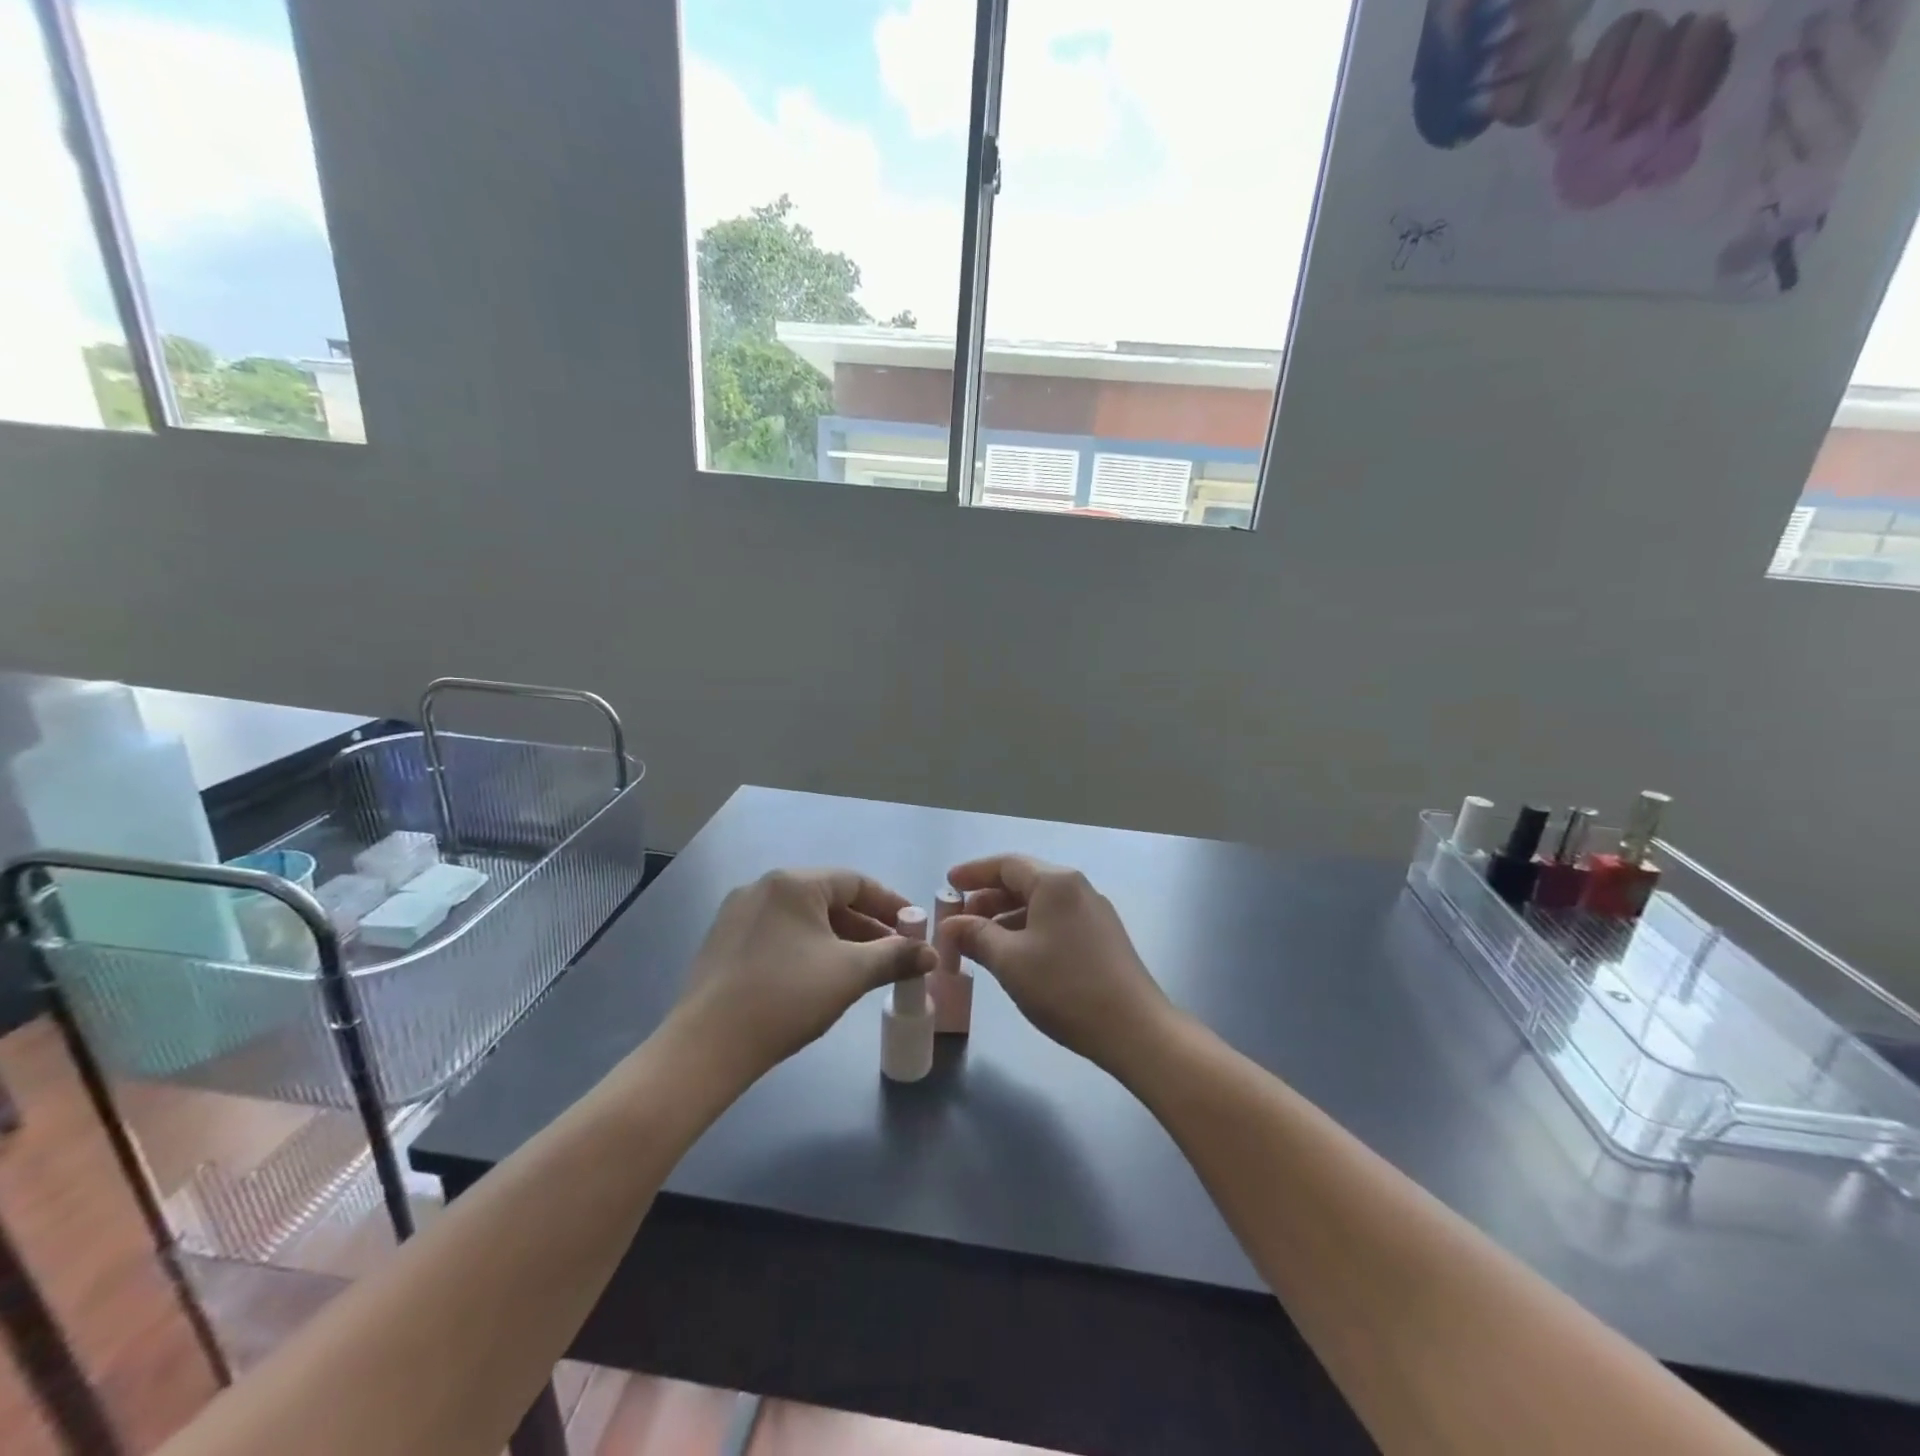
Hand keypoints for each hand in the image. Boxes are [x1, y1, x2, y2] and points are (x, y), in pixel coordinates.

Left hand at [670, 869, 935, 1080]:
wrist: (707, 1046)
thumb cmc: (786, 997)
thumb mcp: (850, 974)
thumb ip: (895, 957)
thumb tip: (931, 953)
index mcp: (794, 883)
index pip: (856, 882)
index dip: (891, 904)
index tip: (914, 927)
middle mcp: (763, 886)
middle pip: (828, 898)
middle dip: (866, 925)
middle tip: (894, 952)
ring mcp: (738, 913)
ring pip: (803, 918)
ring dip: (838, 938)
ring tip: (862, 968)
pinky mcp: (723, 942)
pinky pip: (779, 933)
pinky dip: (807, 947)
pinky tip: (818, 977)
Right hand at [942, 854, 1171, 1071]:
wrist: (1134, 1029)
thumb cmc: (1065, 987)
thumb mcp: (1010, 961)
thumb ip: (976, 936)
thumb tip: (951, 925)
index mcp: (1055, 883)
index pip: (1006, 864)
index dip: (973, 873)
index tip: (947, 885)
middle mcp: (1077, 888)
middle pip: (1024, 882)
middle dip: (987, 899)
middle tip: (958, 921)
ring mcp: (1094, 913)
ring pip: (1040, 905)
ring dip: (1006, 918)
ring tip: (980, 942)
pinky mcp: (1103, 938)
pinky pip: (1055, 922)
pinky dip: (1028, 930)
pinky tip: (1014, 956)